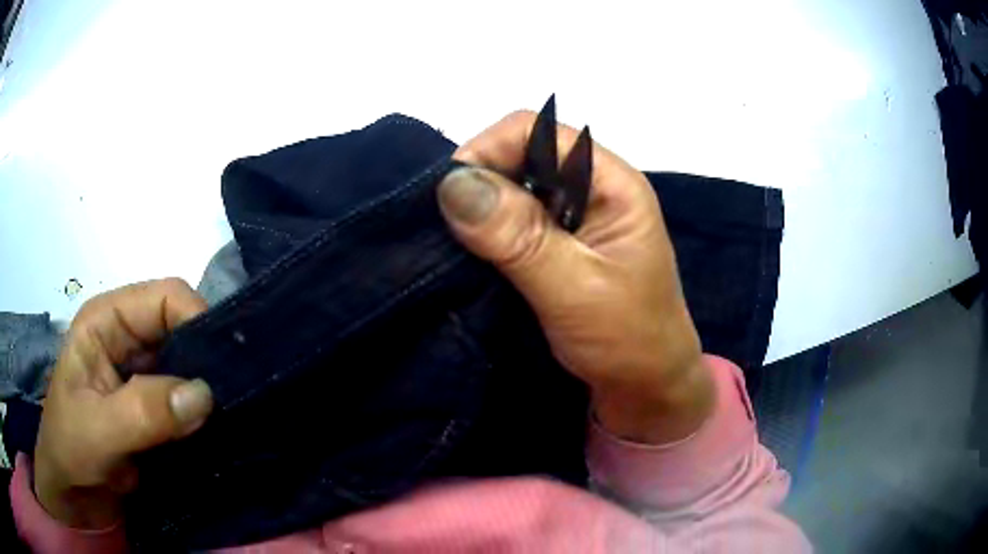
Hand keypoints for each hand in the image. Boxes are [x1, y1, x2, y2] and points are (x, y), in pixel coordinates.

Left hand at [33, 278, 213, 528]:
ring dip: (210, 390)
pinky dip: (206, 412)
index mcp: (107, 321)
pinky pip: (189, 397)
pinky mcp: (155, 402)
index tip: (226, 367)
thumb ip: (143, 412)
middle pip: (182, 327)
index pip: (164, 298)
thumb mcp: (98, 431)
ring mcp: (142, 370)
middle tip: (237, 397)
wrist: (74, 490)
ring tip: (234, 417)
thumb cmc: (71, 449)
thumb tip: (204, 393)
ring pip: (191, 364)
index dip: (196, 320)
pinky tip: (219, 430)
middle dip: (209, 359)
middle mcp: (127, 336)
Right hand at [438, 112, 713, 443]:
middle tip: (445, 229)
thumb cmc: (628, 340)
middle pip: (519, 155)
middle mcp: (590, 187)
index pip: (536, 132)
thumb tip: (452, 184)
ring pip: (511, 188)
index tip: (447, 199)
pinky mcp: (558, 243)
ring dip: (479, 211)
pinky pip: (512, 221)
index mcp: (610, 183)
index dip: (486, 151)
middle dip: (478, 183)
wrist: (647, 387)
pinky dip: (487, 234)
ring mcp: (574, 216)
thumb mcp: (575, 289)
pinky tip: (471, 257)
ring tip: (453, 246)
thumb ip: (519, 236)